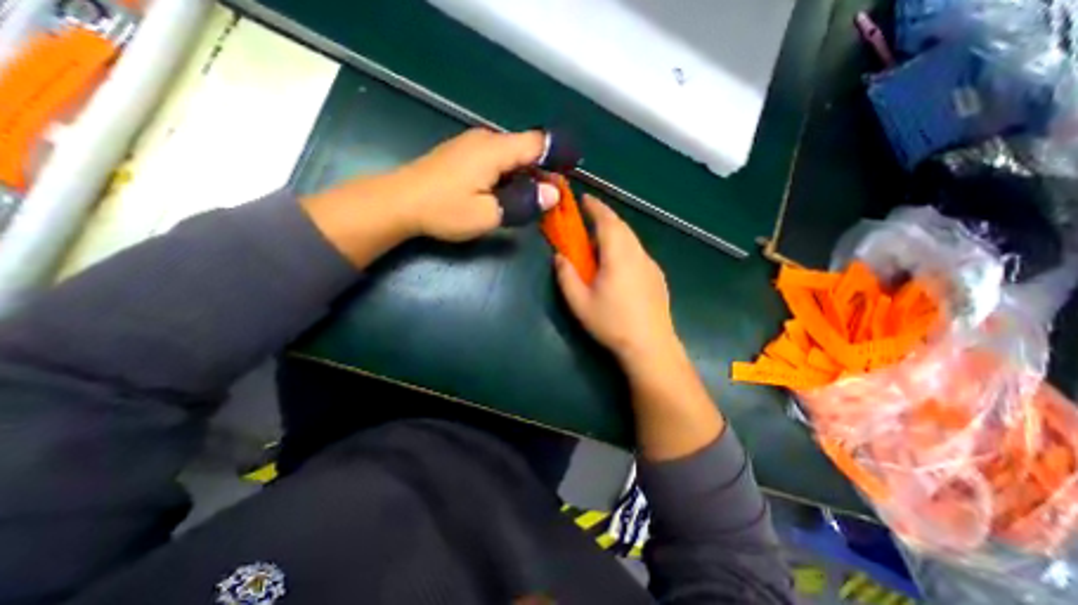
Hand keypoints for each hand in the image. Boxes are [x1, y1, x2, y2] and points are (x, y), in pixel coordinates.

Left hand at [299, 129, 559, 267]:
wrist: (397, 202)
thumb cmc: (443, 210)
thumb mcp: (487, 214)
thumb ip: (523, 203)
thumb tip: (553, 194)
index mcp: (495, 150)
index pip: (538, 143)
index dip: (557, 158)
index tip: (567, 179)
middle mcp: (486, 140)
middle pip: (526, 149)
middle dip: (543, 172)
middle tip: (550, 200)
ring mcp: (473, 145)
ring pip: (512, 156)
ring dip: (526, 176)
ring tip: (533, 200)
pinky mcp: (464, 155)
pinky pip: (497, 160)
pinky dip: (510, 176)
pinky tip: (509, 194)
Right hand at [557, 199, 681, 365]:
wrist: (650, 346)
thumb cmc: (612, 324)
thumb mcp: (579, 302)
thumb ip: (566, 275)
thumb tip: (559, 256)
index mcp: (618, 255)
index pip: (607, 221)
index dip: (595, 207)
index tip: (584, 199)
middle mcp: (637, 254)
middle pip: (621, 226)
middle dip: (605, 216)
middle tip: (588, 216)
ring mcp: (651, 265)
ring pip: (632, 238)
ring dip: (616, 231)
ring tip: (600, 237)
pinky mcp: (657, 276)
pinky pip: (639, 251)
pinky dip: (626, 245)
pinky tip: (619, 261)